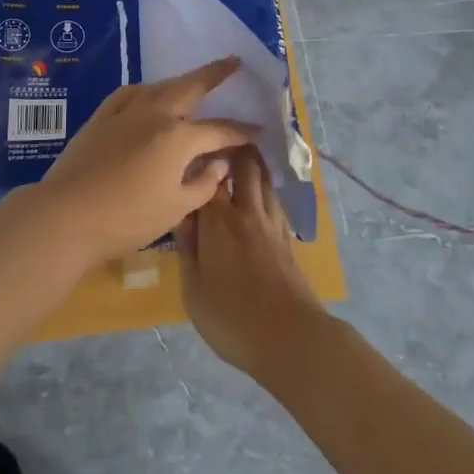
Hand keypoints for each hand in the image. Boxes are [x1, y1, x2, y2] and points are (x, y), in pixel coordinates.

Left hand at [35, 58, 262, 263]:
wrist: (67, 215)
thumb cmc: (127, 219)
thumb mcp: (175, 209)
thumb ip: (203, 184)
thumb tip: (219, 163)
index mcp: (178, 138)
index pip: (219, 130)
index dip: (241, 131)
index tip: (259, 128)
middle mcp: (155, 114)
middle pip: (190, 87)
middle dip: (215, 73)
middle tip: (233, 61)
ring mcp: (125, 112)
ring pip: (160, 86)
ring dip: (181, 81)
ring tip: (194, 80)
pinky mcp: (101, 117)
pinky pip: (129, 93)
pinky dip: (146, 90)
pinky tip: (148, 93)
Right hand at [176, 146, 326, 379]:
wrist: (292, 339)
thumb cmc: (232, 317)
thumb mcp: (193, 290)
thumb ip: (187, 249)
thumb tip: (181, 218)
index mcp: (218, 222)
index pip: (206, 178)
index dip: (199, 159)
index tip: (190, 145)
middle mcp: (246, 213)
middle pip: (244, 169)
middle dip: (234, 148)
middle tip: (222, 134)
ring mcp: (271, 225)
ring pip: (263, 181)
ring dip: (254, 163)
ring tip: (244, 150)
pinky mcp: (287, 240)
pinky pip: (274, 201)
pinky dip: (266, 187)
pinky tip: (263, 191)